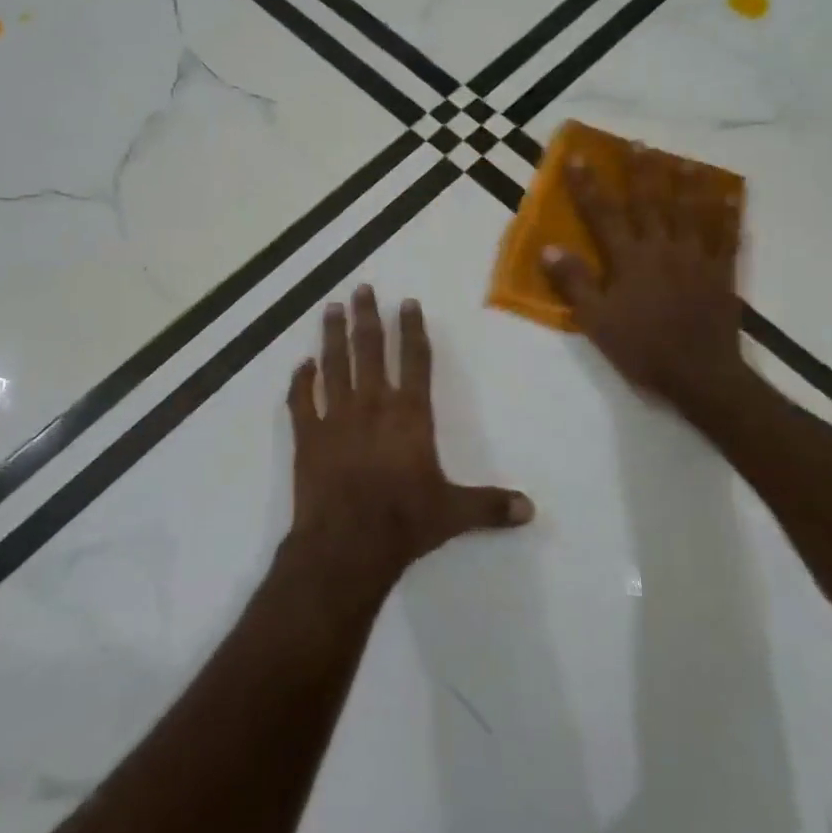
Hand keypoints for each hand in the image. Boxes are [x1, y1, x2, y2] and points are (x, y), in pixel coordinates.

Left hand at [286, 286, 533, 591]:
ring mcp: (336, 417)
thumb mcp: (454, 513)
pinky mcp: (308, 436)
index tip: (407, 302)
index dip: (412, 329)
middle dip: (366, 317)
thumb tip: (531, 510)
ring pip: (334, 364)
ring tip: (331, 308)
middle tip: (361, 289)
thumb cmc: (404, 521)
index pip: (415, 360)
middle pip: (369, 349)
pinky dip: (301, 381)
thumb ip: (491, 505)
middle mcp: (373, 405)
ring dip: (332, 335)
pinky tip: (302, 365)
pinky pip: (301, 400)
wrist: (347, 544)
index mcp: (410, 414)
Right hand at [541, 146, 755, 426]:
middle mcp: (663, 248)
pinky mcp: (722, 273)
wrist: (700, 375)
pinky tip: (730, 196)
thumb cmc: (642, 349)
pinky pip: (726, 236)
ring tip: (683, 160)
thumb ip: (575, 283)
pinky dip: (728, 214)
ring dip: (686, 183)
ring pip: (691, 211)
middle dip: (642, 171)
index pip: (604, 214)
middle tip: (638, 143)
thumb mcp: (596, 321)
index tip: (578, 158)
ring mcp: (697, 258)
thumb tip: (549, 248)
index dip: (589, 185)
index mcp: (630, 259)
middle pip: (651, 202)